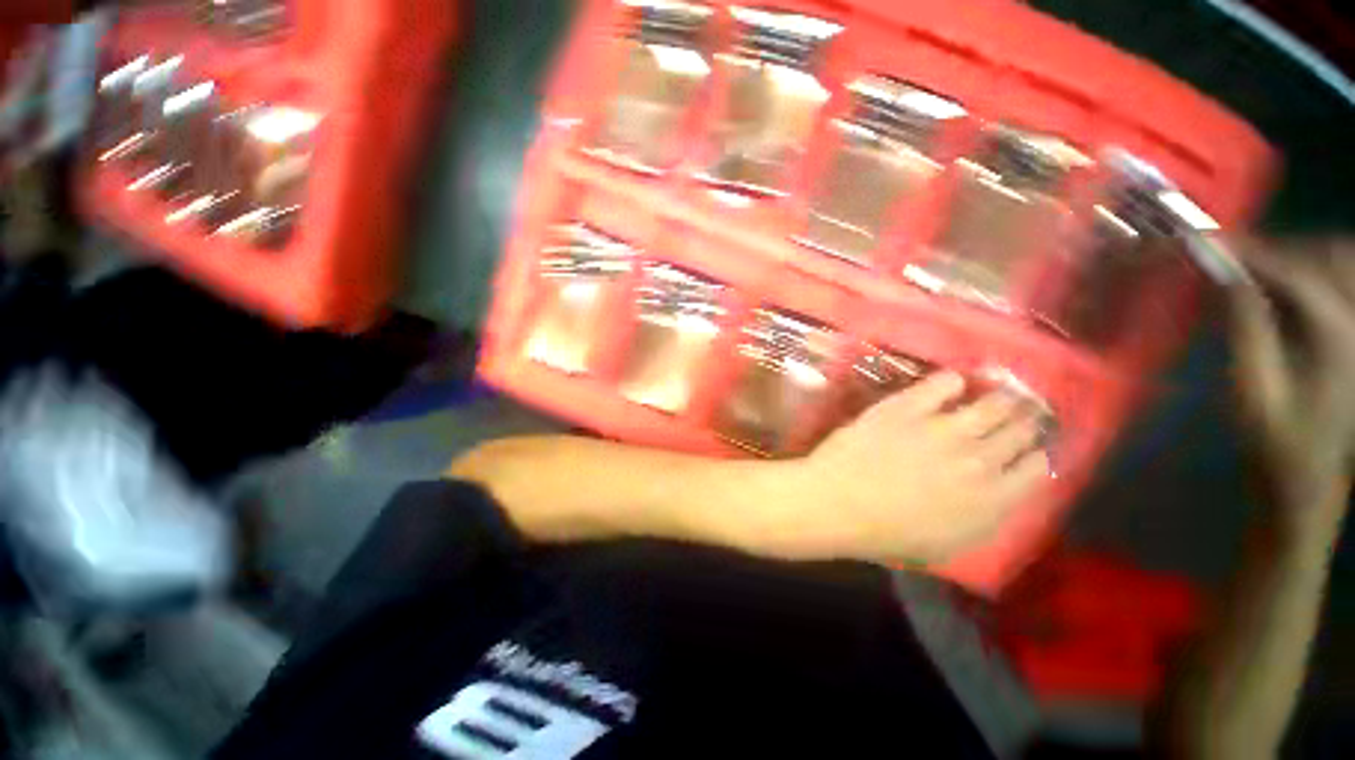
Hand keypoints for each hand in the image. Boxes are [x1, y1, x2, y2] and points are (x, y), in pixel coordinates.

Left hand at [762, 371, 1051, 564]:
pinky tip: (953, 382)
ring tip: (1006, 389)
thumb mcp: (947, 545)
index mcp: (992, 500)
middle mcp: (979, 459)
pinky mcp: (907, 407)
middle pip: (1019, 431)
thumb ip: (983, 518)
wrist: (837, 503)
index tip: (1032, 447)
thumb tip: (1002, 494)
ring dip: (1004, 395)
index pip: (1035, 469)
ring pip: (991, 404)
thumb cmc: (886, 534)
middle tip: (1026, 409)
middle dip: (1026, 419)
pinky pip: (943, 383)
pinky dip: (952, 381)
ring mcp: (942, 428)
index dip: (1037, 454)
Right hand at [1229, 238, 1354, 539]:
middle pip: (1331, 256)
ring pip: (1343, 263)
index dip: (1251, 253)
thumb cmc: (1275, 439)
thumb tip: (1228, 277)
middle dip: (1283, 248)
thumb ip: (1246, 327)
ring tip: (1261, 268)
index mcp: (1339, 336)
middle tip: (1237, 257)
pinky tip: (1288, 284)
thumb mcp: (1252, 388)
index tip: (1208, 240)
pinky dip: (1316, 271)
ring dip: (1302, 255)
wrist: (1309, 475)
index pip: (1295, 273)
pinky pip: (1344, 283)